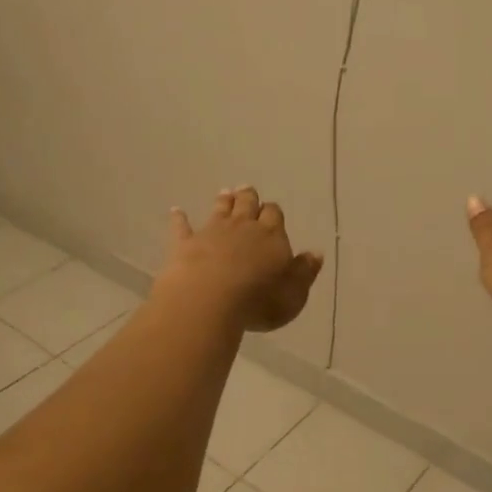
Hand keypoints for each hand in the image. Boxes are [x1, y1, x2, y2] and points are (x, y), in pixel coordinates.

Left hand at [157, 186, 323, 331]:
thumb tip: (316, 253)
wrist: (209, 299)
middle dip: (249, 198)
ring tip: (225, 192)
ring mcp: (212, 232)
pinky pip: (182, 227)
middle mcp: (243, 227)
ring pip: (220, 209)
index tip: (271, 209)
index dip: (273, 212)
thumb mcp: (294, 293)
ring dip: (223, 201)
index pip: (274, 216)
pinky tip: (176, 211)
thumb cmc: (259, 300)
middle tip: (247, 190)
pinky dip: (179, 218)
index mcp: (272, 236)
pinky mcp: (185, 244)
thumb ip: (305, 272)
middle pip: (247, 205)